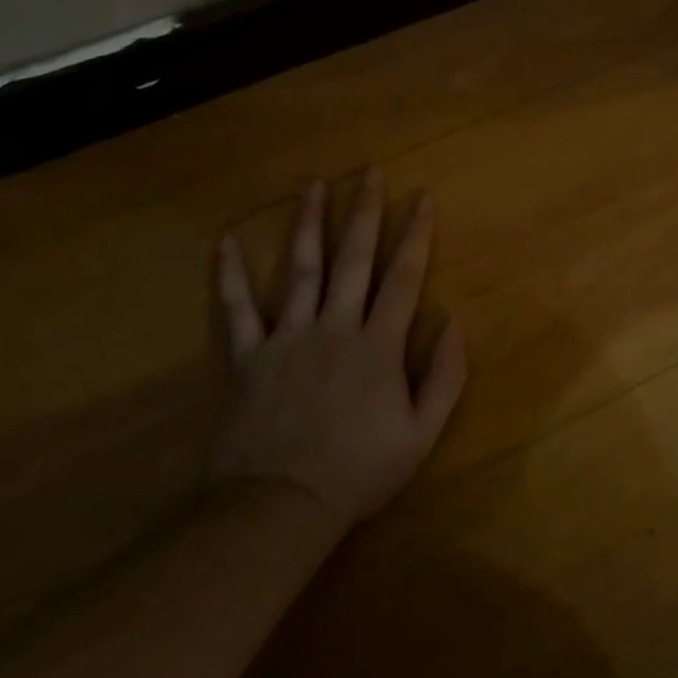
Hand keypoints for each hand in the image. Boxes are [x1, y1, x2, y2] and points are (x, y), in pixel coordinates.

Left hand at [212, 170, 466, 529]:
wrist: (281, 505)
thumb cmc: (359, 471)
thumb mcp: (422, 433)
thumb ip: (444, 375)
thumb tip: (452, 321)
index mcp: (379, 344)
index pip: (403, 277)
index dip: (416, 235)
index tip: (422, 199)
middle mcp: (336, 326)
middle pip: (353, 258)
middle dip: (365, 212)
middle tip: (370, 173)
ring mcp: (288, 337)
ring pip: (301, 269)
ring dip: (308, 223)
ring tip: (313, 185)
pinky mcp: (249, 356)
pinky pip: (237, 309)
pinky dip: (230, 276)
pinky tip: (226, 242)